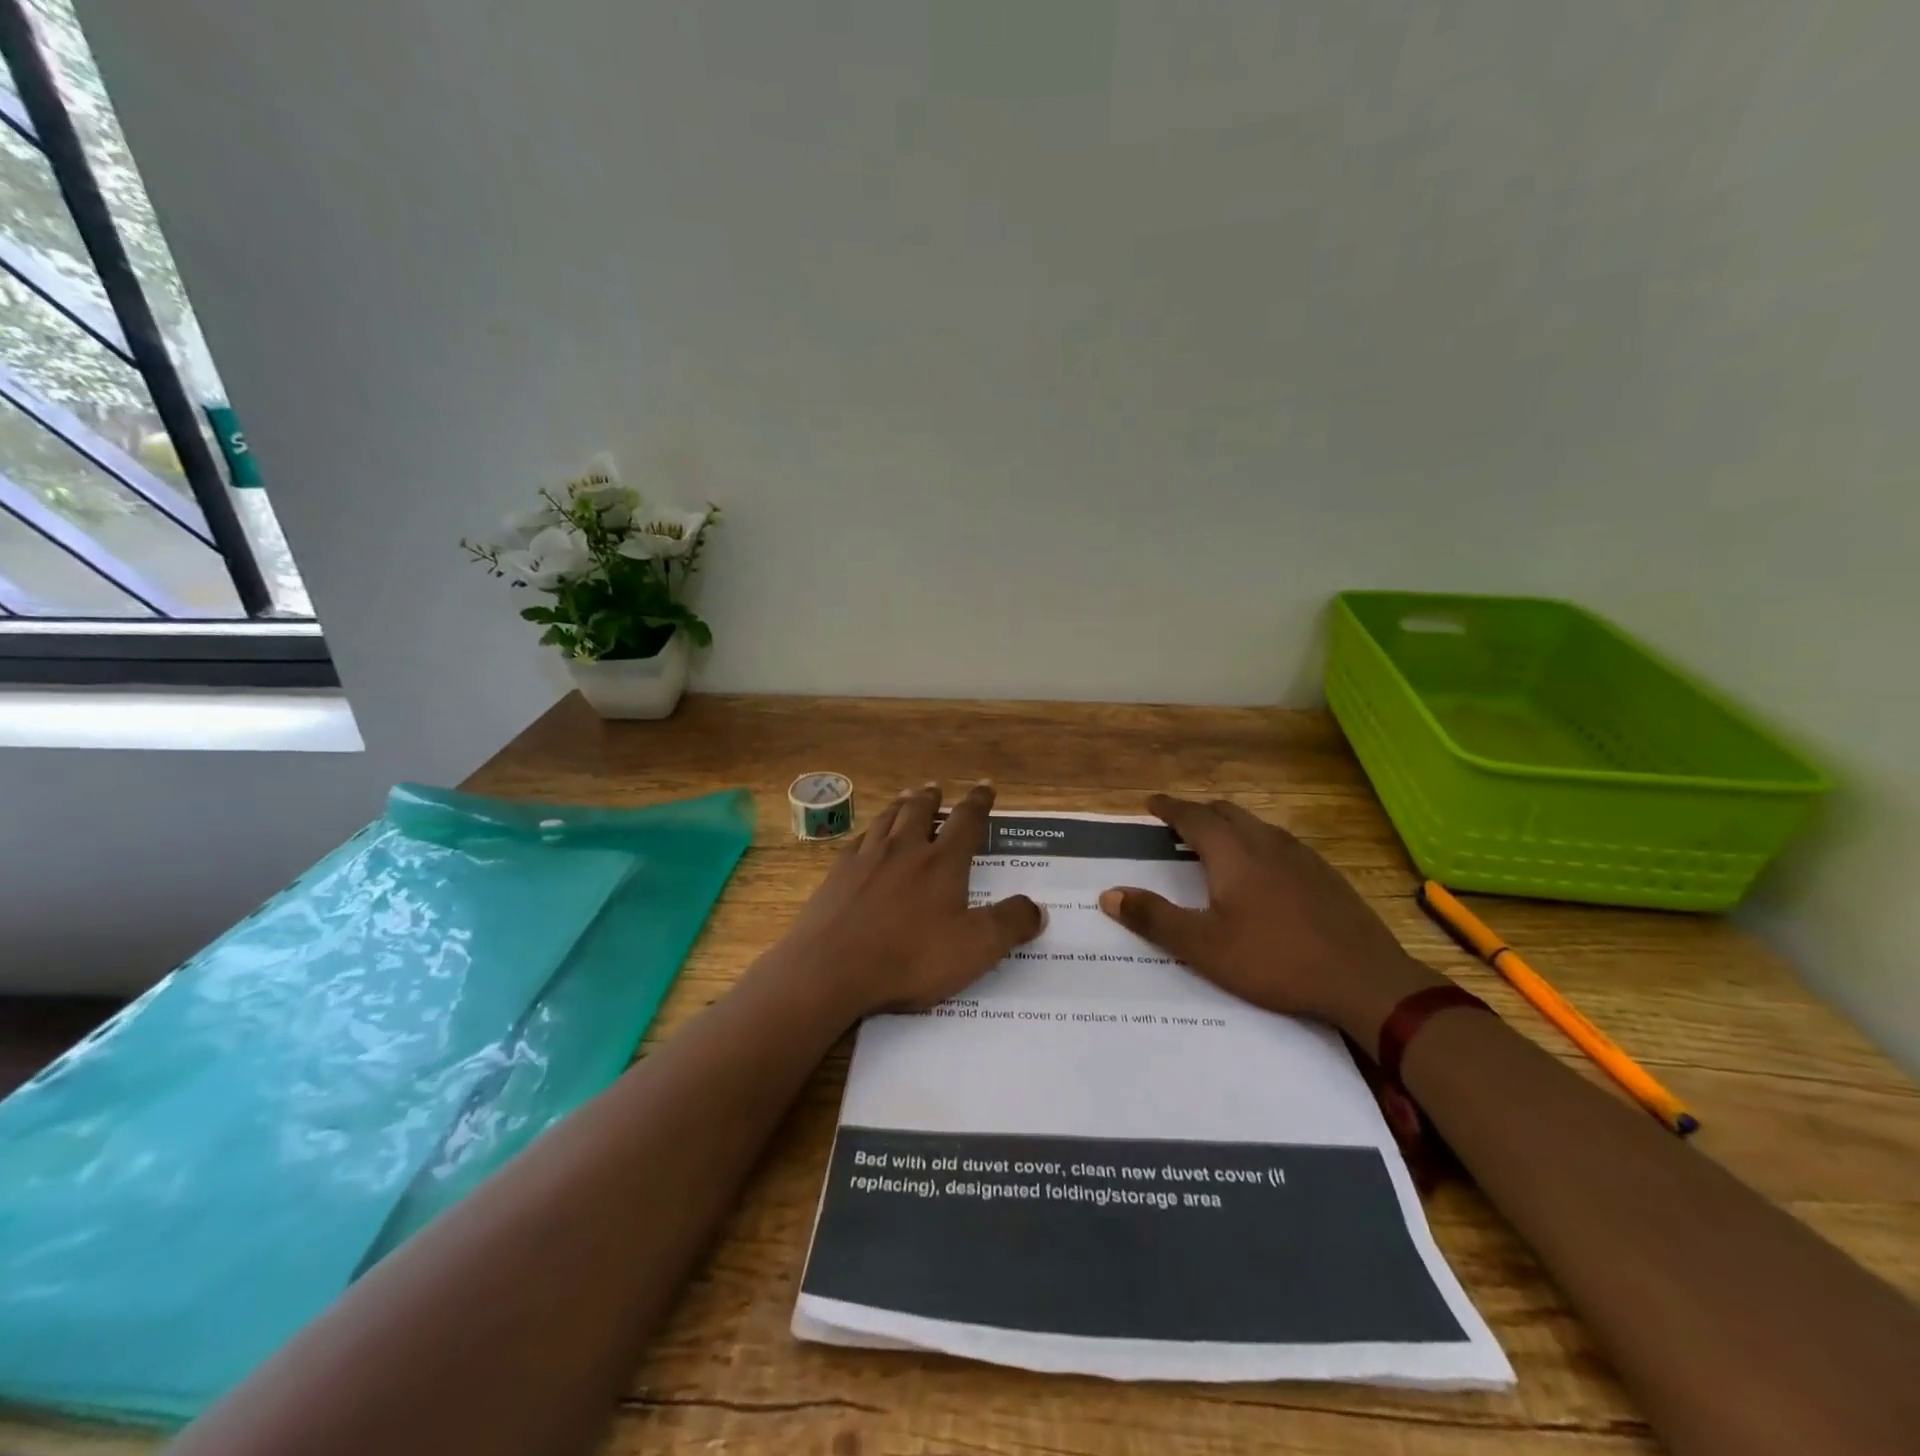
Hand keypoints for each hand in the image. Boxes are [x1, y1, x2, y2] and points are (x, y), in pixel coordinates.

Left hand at [775, 781, 1043, 1018]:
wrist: (831, 970)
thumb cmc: (910, 958)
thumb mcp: (976, 948)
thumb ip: (1010, 924)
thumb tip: (1038, 907)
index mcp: (942, 862)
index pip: (967, 821)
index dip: (979, 802)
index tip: (985, 787)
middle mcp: (904, 849)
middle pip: (920, 811)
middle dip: (932, 798)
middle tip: (936, 788)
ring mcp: (866, 859)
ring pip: (887, 820)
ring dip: (900, 806)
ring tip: (905, 799)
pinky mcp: (837, 875)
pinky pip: (857, 841)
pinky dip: (868, 832)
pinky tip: (866, 839)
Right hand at [1098, 794, 1442, 1047]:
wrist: (1364, 979)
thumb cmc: (1274, 960)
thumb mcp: (1203, 947)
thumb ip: (1154, 918)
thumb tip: (1109, 895)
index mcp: (1233, 853)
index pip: (1193, 817)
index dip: (1169, 808)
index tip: (1150, 803)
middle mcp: (1266, 843)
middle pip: (1226, 813)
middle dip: (1198, 813)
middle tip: (1177, 824)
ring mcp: (1301, 856)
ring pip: (1256, 826)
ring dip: (1229, 826)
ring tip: (1215, 845)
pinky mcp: (1325, 875)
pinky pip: (1280, 844)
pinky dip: (1257, 844)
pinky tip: (1263, 873)